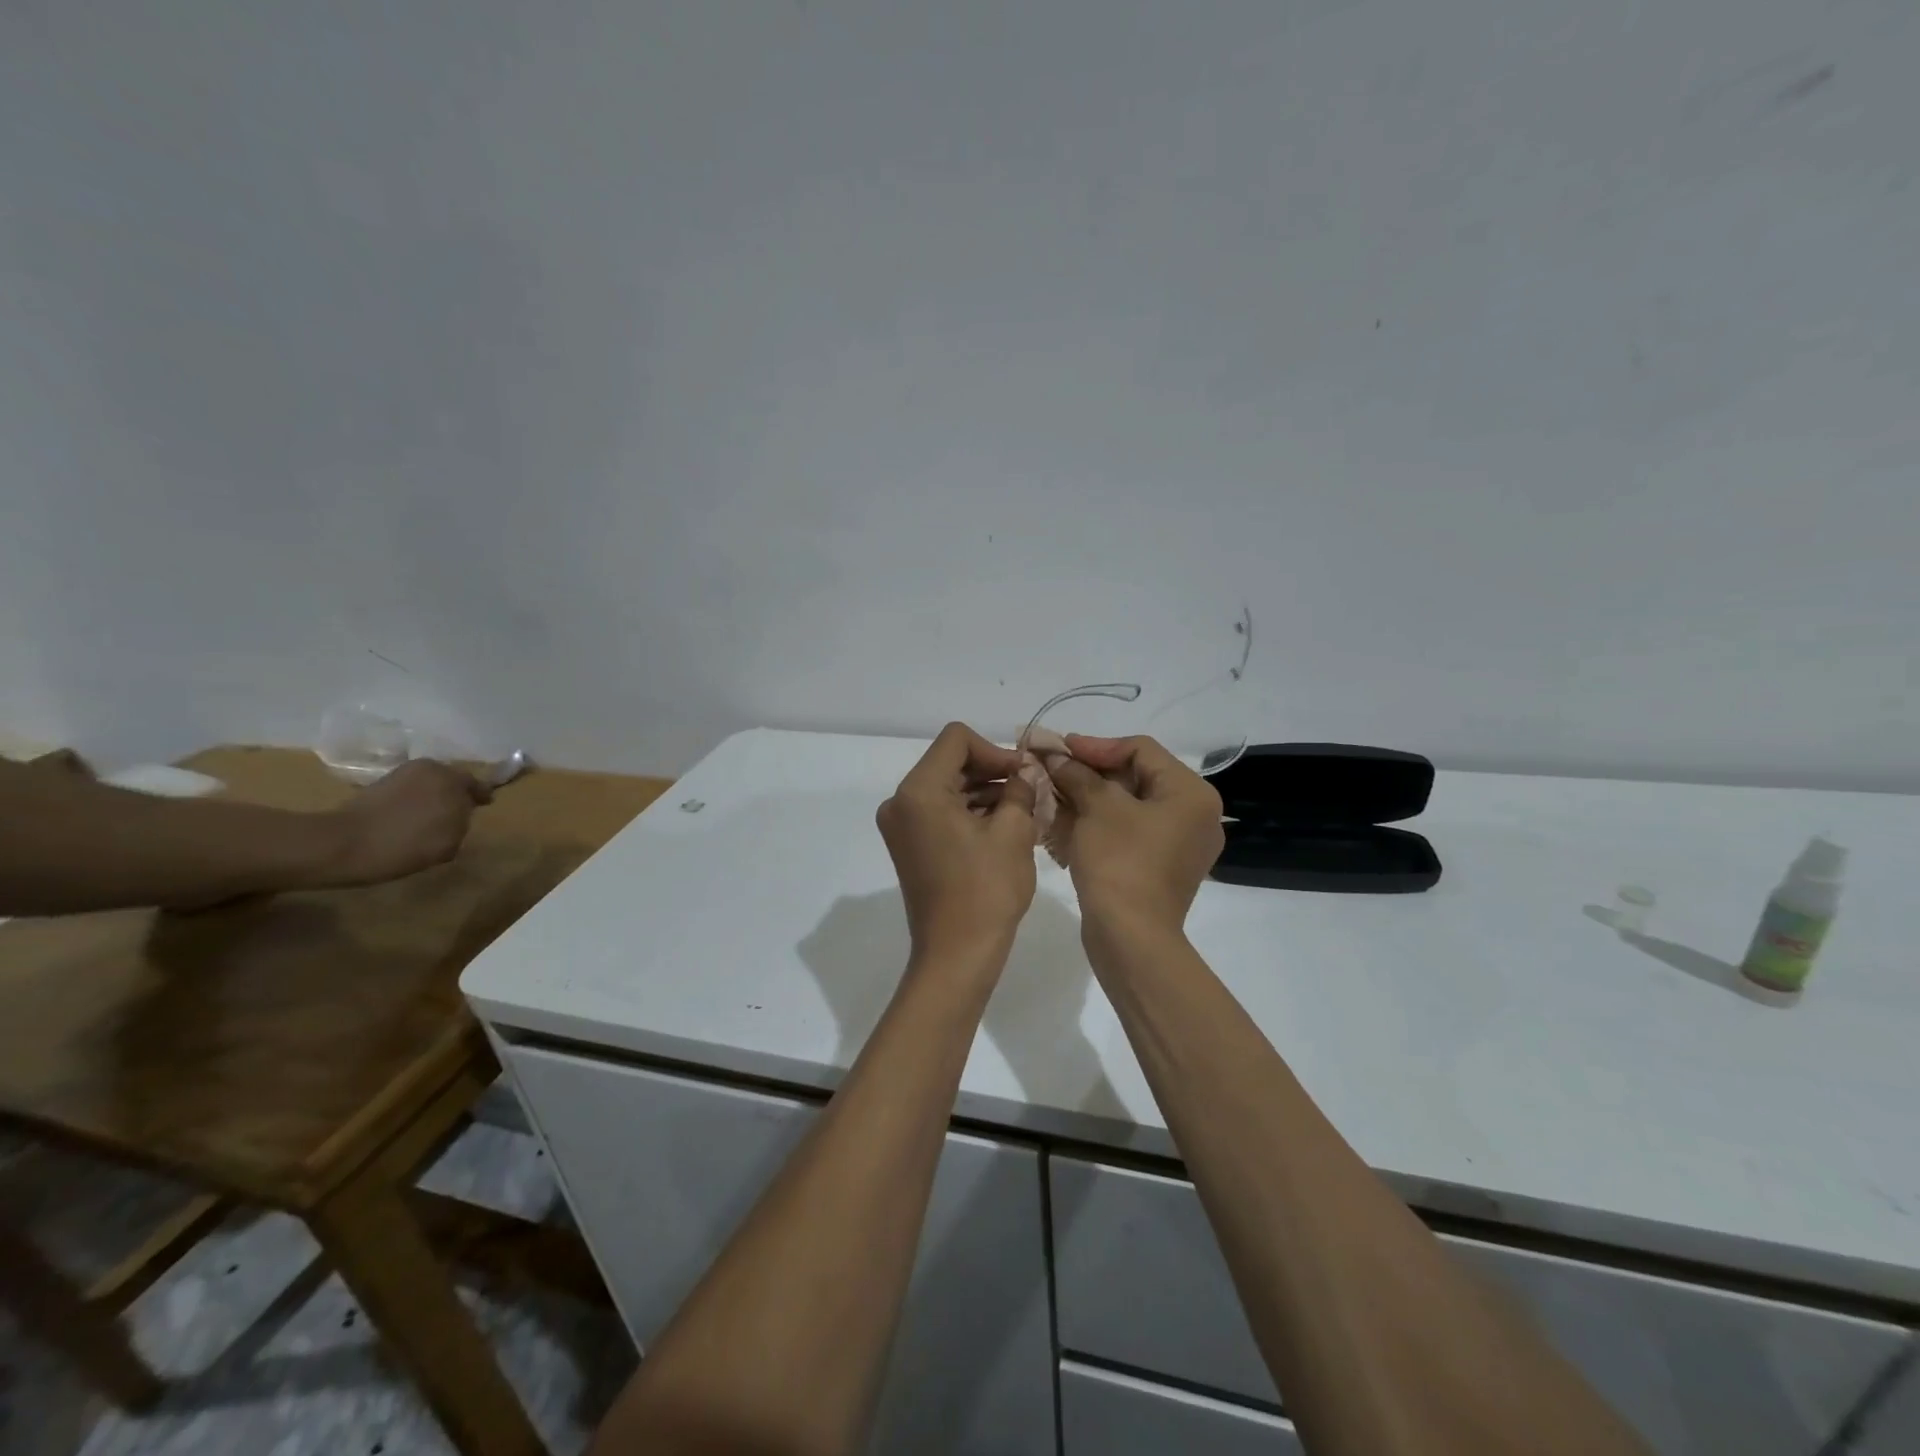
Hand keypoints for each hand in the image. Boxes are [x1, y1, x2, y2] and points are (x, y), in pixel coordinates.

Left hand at [327, 759, 492, 886]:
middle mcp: (430, 769)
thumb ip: (462, 823)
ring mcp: (402, 774)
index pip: (477, 785)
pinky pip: (408, 790)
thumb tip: (459, 816)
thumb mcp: (448, 842)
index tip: (486, 804)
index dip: (481, 795)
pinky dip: (413, 801)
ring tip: (432, 819)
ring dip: (434, 797)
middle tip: (458, 813)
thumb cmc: (404, 845)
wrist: (342, 844)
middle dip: (457, 794)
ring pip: (429, 784)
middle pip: (453, 780)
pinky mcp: (379, 784)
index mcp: (452, 779)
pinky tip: (409, 820)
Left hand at [877, 723, 1036, 957]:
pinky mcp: (908, 845)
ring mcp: (901, 825)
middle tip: (1031, 790)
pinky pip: (940, 812)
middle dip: (992, 772)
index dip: (995, 751)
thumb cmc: (986, 891)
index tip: (1023, 775)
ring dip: (984, 793)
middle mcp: (900, 802)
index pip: (957, 740)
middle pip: (950, 762)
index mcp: (919, 791)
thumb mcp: (1013, 833)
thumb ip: (1021, 790)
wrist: (956, 955)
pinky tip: (1003, 826)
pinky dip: (970, 812)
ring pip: (947, 788)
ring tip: (1024, 810)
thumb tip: (1026, 772)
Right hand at [1043, 735, 1223, 935]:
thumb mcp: (1097, 808)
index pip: (1141, 750)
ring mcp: (1179, 845)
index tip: (1059, 748)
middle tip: (1053, 769)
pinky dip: (1099, 823)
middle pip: (1136, 777)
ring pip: (1129, 806)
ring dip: (1090, 797)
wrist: (1130, 937)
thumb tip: (1055, 757)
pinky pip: (1128, 832)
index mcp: (1190, 793)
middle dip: (1089, 772)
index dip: (1096, 746)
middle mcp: (1194, 815)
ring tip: (1052, 792)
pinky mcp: (1161, 868)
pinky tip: (1065, 820)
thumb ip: (1077, 774)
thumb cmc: (1120, 862)